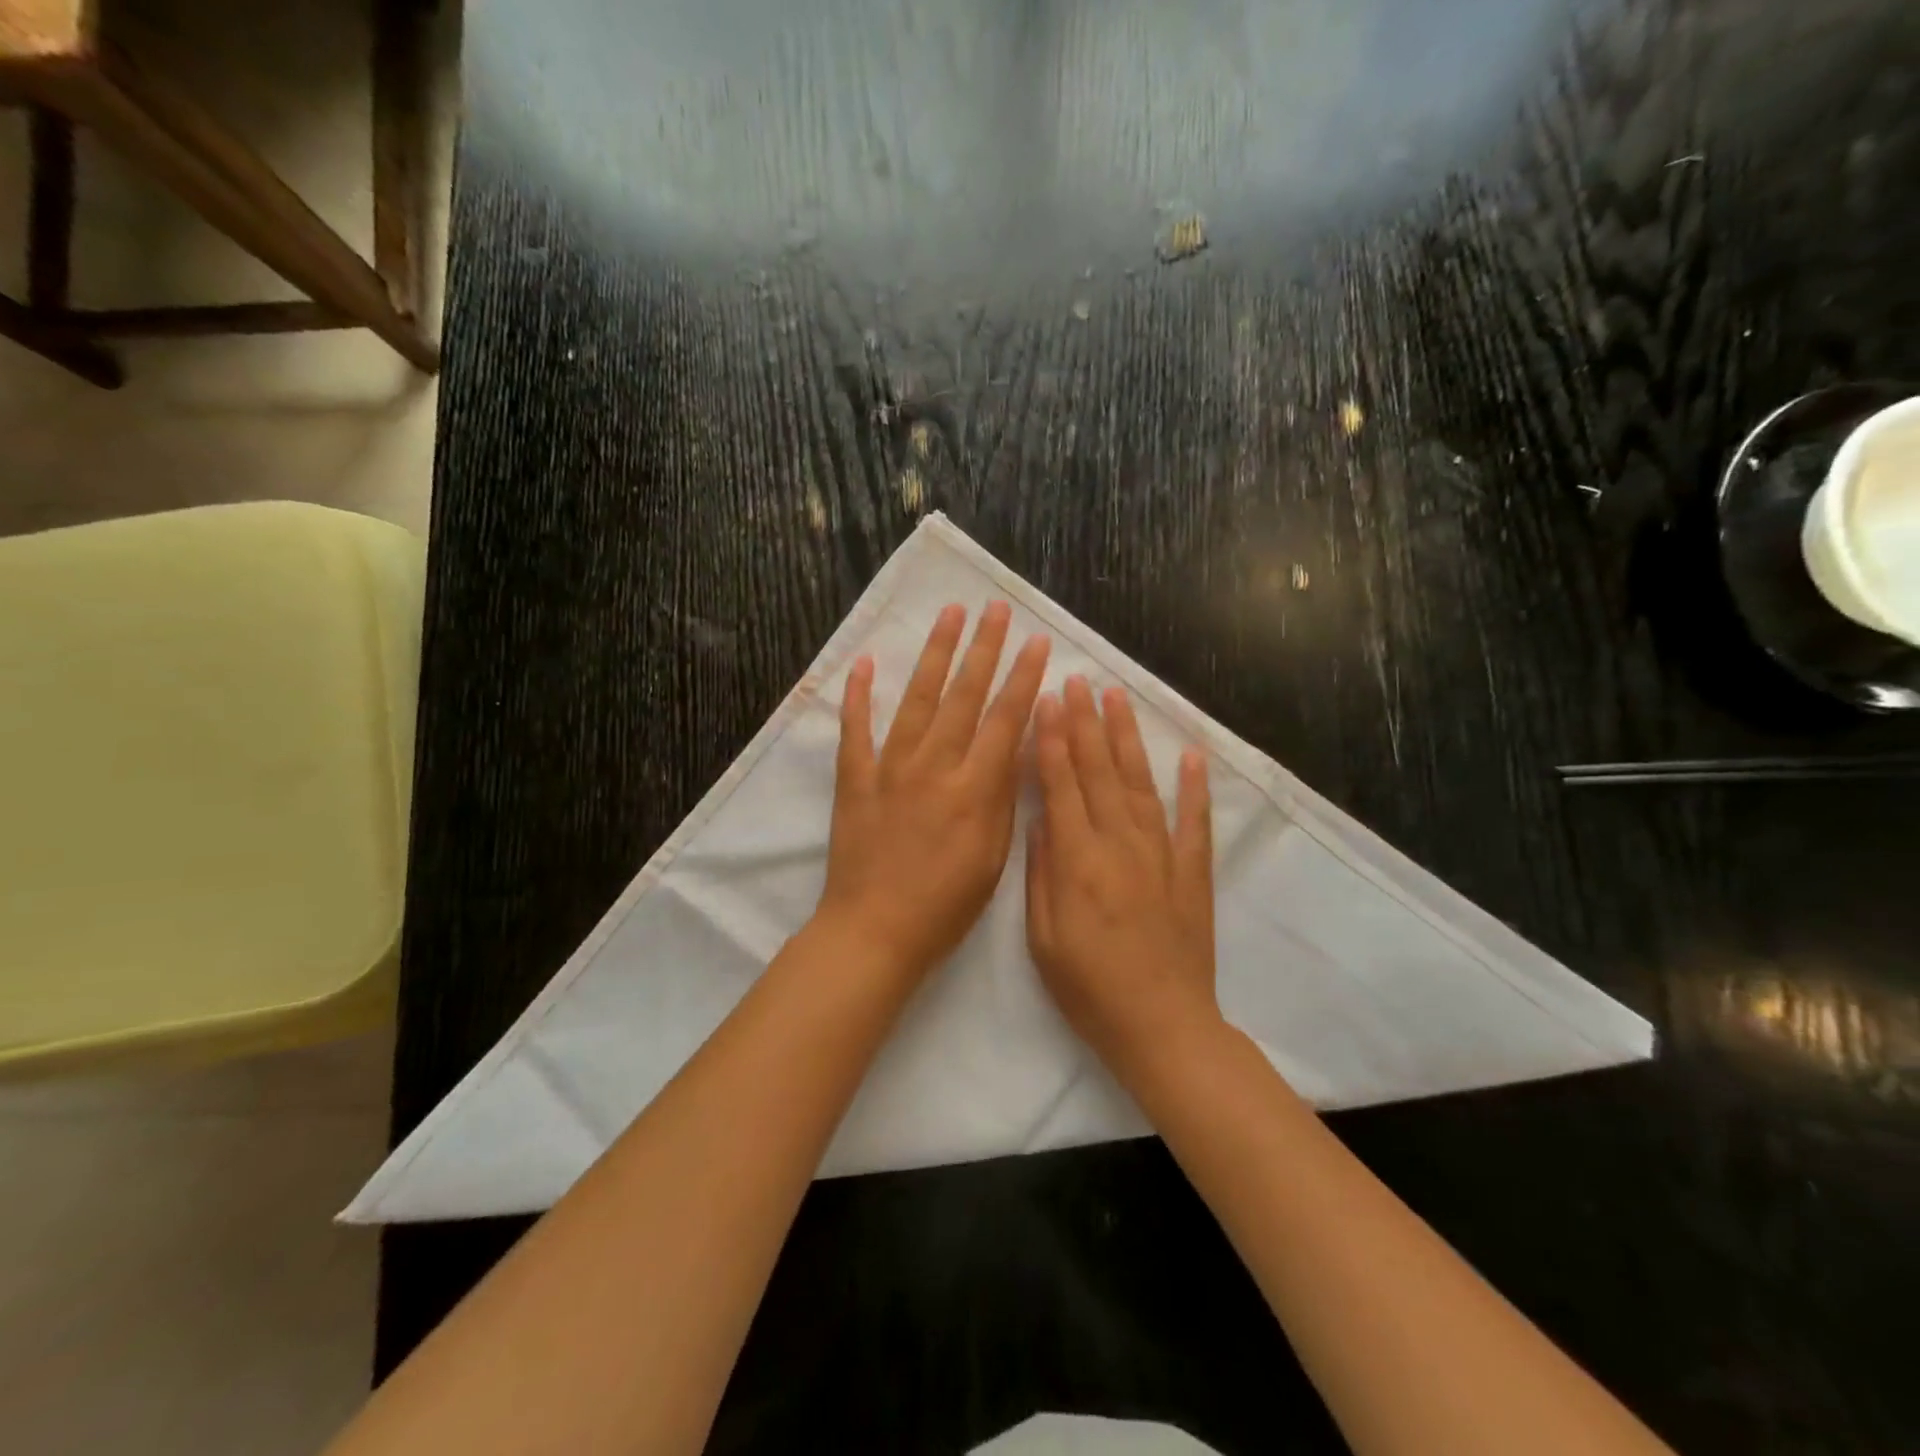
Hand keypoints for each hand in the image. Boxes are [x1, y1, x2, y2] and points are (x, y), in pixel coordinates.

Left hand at [818, 602, 1050, 978]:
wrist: (875, 931)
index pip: (1005, 720)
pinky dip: (858, 695)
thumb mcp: (993, 858)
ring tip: (950, 614)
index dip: (1024, 678)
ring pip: (917, 699)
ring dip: (936, 654)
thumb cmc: (944, 906)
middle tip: (995, 609)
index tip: (1037, 643)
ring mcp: (890, 768)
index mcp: (973, 789)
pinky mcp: (855, 779)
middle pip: (964, 696)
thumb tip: (1017, 749)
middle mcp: (933, 766)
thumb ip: (1003, 799)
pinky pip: (856, 730)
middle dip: (984, 648)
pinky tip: (866, 663)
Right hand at [1026, 677, 1219, 1082]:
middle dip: (1085, 723)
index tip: (1046, 701)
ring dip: (1127, 738)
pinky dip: (1194, 786)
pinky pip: (1193, 821)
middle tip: (1077, 681)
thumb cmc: (1089, 988)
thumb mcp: (1043, 938)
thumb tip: (1040, 819)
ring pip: (1140, 783)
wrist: (1162, 1026)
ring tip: (1117, 698)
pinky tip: (1190, 754)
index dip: (1053, 741)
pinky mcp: (1192, 871)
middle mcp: (1120, 845)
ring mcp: (1161, 854)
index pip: (1062, 786)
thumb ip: (1041, 873)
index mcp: (1078, 861)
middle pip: (1099, 772)